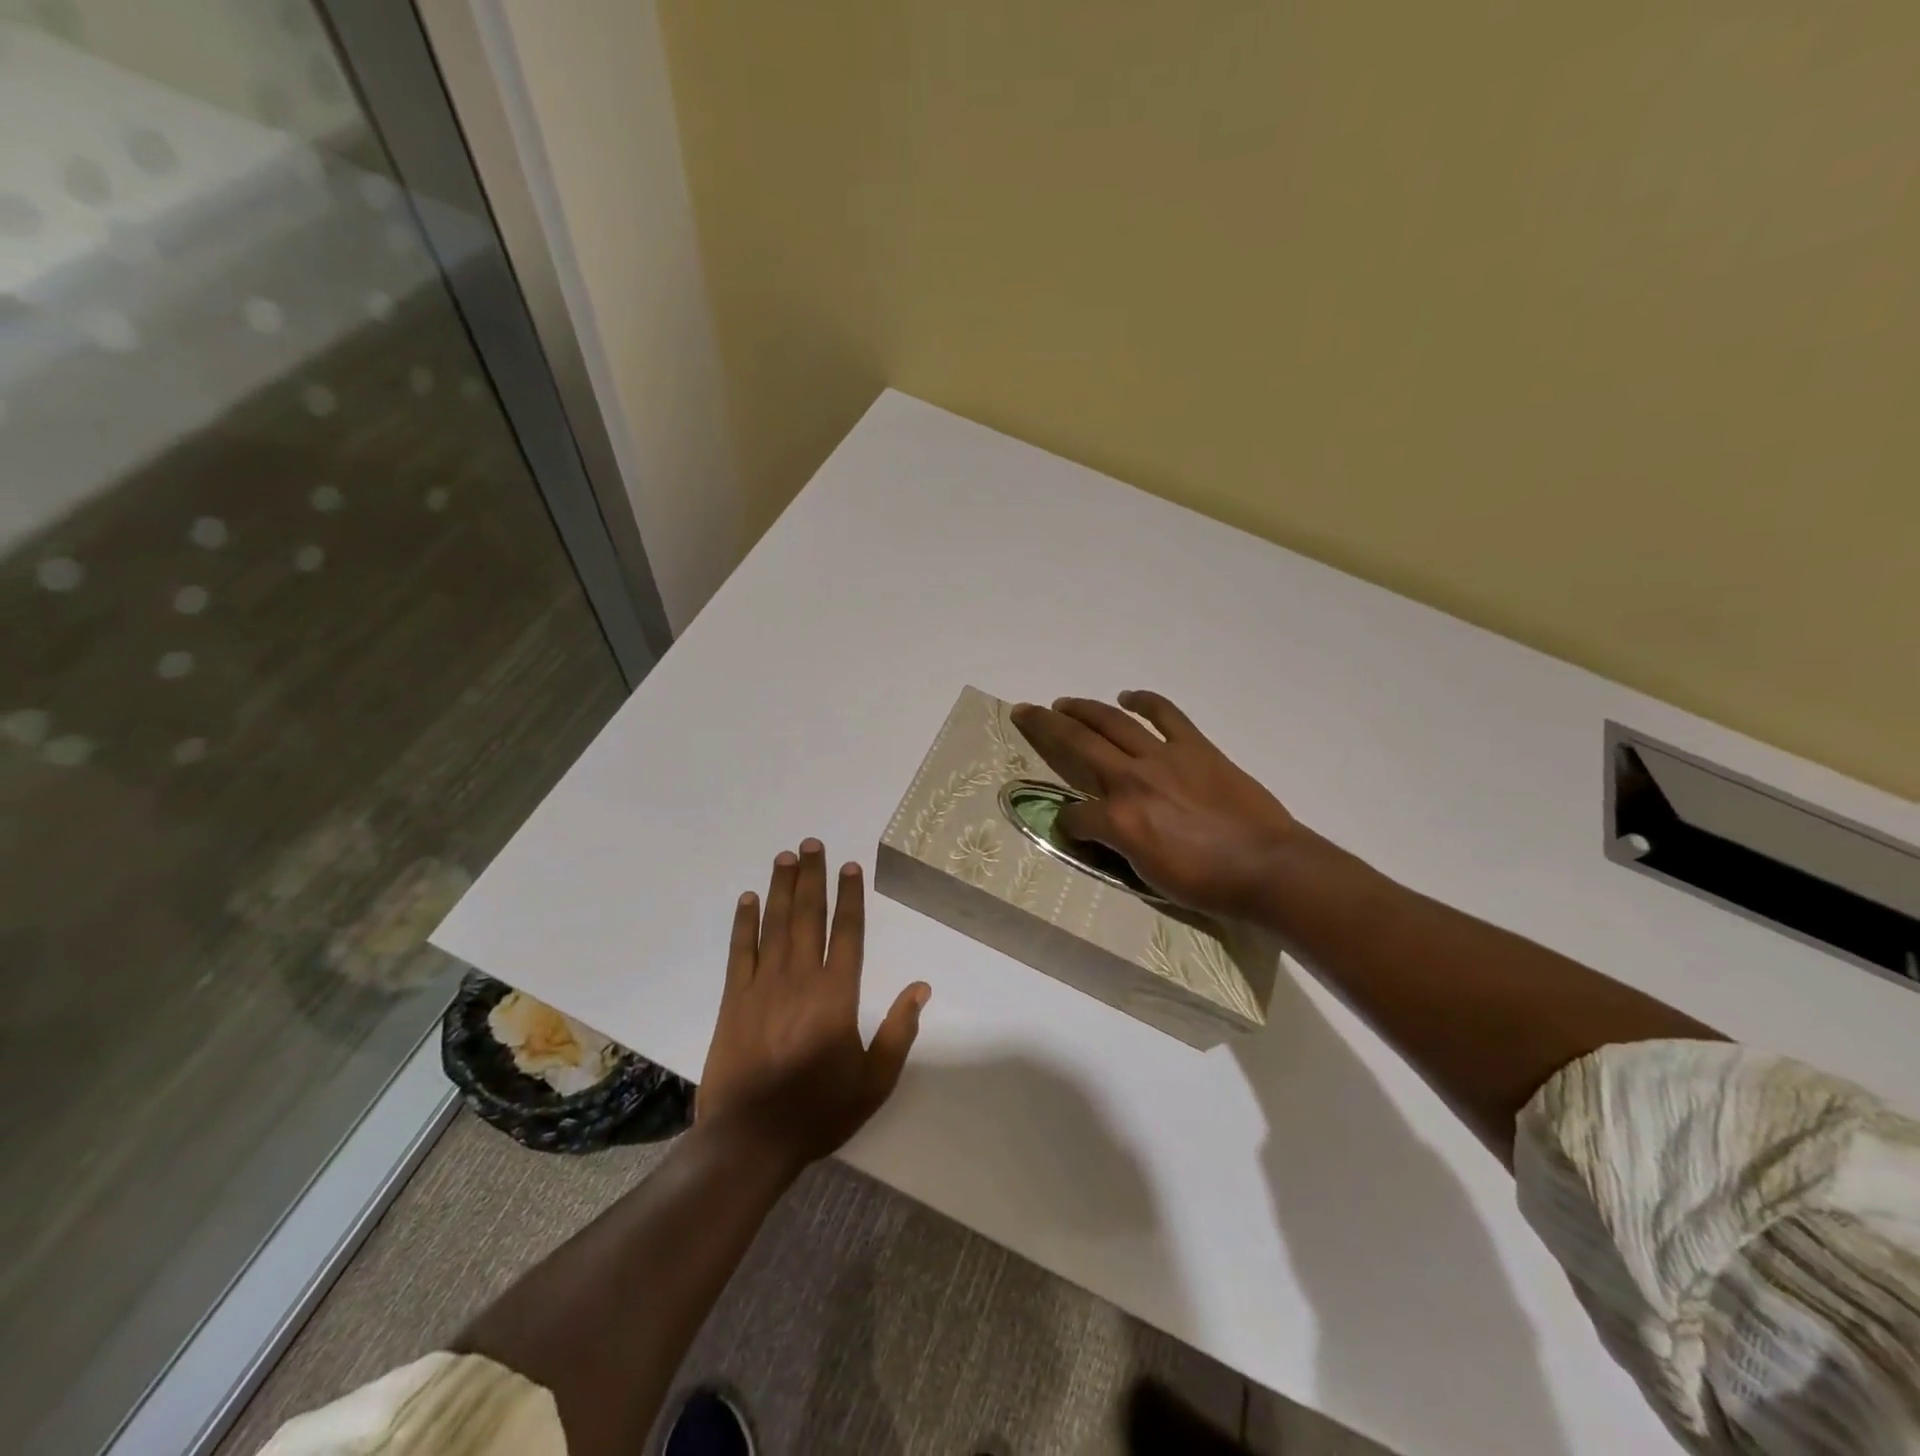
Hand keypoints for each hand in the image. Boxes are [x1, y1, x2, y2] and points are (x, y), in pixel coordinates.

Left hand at [698, 840, 929, 1169]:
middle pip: (809, 916)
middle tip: (811, 843)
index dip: (850, 896)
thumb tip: (921, 988)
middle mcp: (800, 978)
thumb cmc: (819, 1111)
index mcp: (837, 995)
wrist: (751, 1140)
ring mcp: (762, 985)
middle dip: (812, 877)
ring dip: (781, 888)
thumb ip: (899, 1031)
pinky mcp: (733, 1000)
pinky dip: (744, 923)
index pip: (847, 932)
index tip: (850, 866)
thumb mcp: (874, 1080)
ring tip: (785, 857)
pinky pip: (739, 951)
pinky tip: (748, 900)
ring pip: (775, 924)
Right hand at [1010, 692, 1305, 922]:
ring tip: (1064, 703)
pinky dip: (1145, 702)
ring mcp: (1164, 757)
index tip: (1070, 830)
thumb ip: (1117, 846)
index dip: (1066, 824)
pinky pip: (1166, 715)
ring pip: (1113, 722)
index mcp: (1119, 818)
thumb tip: (1101, 831)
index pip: (1074, 816)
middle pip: (1077, 744)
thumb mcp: (1147, 875)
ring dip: (1084, 709)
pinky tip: (1129, 696)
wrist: (1266, 867)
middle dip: (1045, 726)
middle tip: (1025, 710)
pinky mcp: (1195, 747)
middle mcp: (1132, 779)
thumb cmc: (1207, 882)